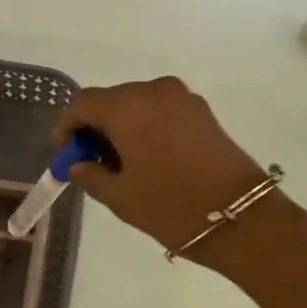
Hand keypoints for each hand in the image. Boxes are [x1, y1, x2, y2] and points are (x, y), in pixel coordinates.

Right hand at [54, 78, 271, 259]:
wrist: (242, 217)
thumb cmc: (172, 206)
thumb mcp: (121, 197)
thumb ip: (91, 175)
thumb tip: (78, 164)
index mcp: (127, 106)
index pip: (83, 103)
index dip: (67, 126)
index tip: (64, 153)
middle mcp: (153, 90)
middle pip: (111, 99)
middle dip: (95, 126)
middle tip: (90, 161)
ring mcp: (182, 97)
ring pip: (137, 103)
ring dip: (122, 125)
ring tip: (121, 163)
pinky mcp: (202, 110)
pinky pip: (161, 109)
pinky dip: (146, 125)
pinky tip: (148, 156)